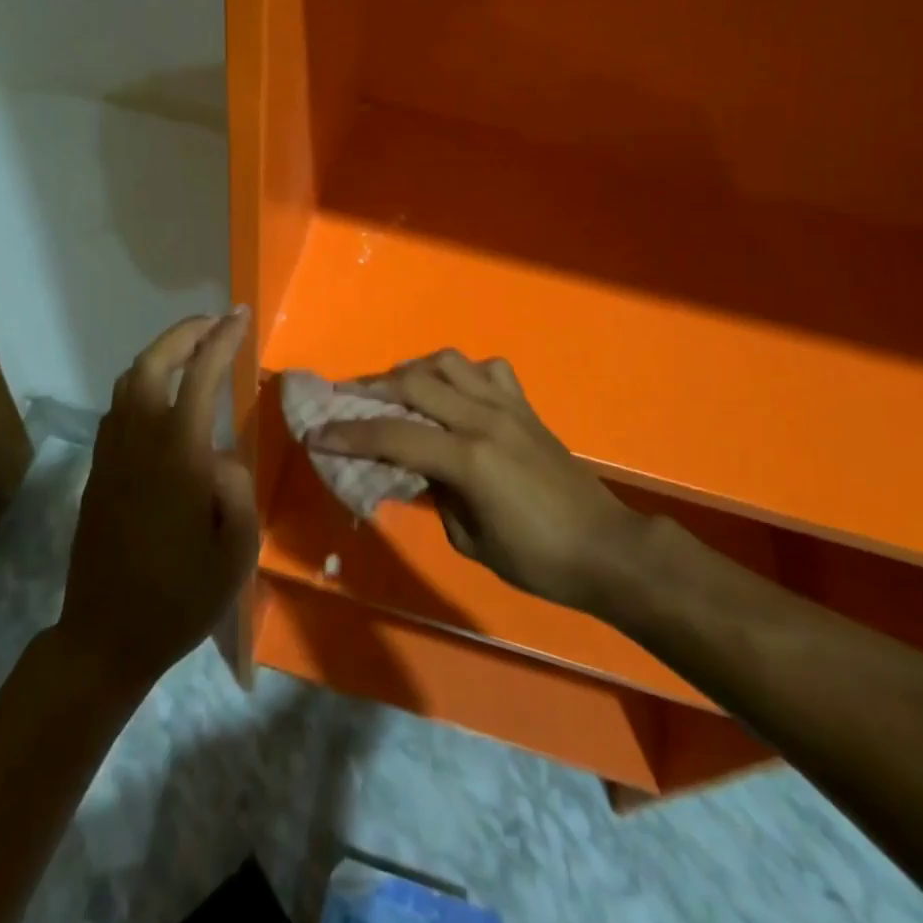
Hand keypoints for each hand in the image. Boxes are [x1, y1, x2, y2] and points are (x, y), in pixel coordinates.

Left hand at [59, 310, 258, 692]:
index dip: (222, 340)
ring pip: (128, 380)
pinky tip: (161, 396)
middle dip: (185, 332)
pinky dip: (142, 382)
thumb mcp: (235, 551)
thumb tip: (220, 453)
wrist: (106, 638)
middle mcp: (138, 442)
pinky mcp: (97, 470)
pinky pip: (117, 407)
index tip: (240, 316)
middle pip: (153, 363)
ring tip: (192, 350)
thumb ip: (236, 487)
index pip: (200, 377)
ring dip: (161, 353)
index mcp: (178, 456)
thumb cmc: (180, 598)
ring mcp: (111, 454)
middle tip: (215, 323)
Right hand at [316, 350, 634, 609]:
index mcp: (468, 459)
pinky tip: (453, 392)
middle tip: (343, 397)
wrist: (605, 549)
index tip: (316, 433)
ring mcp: (507, 406)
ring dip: (413, 370)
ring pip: (448, 362)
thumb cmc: (538, 560)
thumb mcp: (471, 540)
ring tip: (395, 390)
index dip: (348, 434)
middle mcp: (483, 419)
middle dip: (370, 388)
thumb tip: (416, 469)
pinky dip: (461, 373)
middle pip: (414, 382)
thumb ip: (436, 495)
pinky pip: (487, 370)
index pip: (392, 435)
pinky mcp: (525, 406)